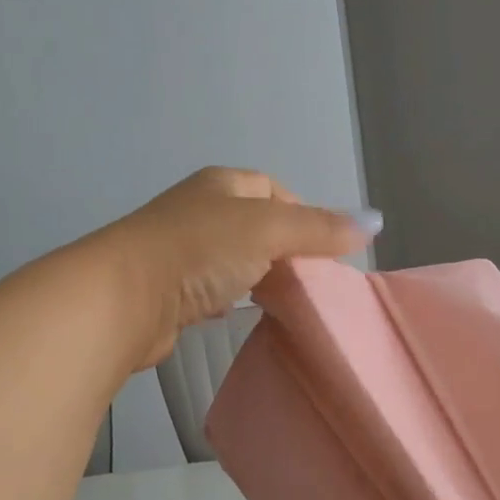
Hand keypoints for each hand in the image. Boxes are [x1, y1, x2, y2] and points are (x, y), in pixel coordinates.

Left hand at [100, 168, 378, 368]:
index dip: (304, 213)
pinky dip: (232, 298)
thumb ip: (319, 228)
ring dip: (259, 276)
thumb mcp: (269, 229)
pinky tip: (243, 314)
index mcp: (221, 185)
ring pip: (234, 259)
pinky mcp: (169, 291)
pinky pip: (212, 289)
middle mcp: (199, 210)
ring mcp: (180, 251)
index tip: (325, 250)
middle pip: (255, 225)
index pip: (273, 189)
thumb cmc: (200, 251)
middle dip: (285, 250)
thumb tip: (375, 221)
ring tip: (286, 301)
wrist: (125, 297)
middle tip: (313, 281)